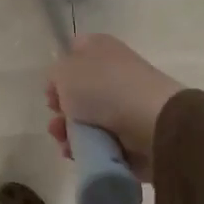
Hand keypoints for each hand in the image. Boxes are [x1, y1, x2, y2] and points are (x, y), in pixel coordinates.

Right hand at [44, 33, 185, 182]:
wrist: (153, 123)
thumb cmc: (104, 88)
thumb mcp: (64, 72)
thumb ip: (54, 75)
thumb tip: (61, 87)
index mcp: (101, 48)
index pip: (75, 52)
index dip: (59, 71)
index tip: (50, 91)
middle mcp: (115, 72)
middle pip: (79, 91)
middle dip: (63, 110)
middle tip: (57, 120)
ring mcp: (126, 104)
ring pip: (88, 119)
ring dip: (71, 133)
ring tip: (66, 144)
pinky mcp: (133, 134)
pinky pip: (102, 142)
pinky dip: (88, 149)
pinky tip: (77, 155)